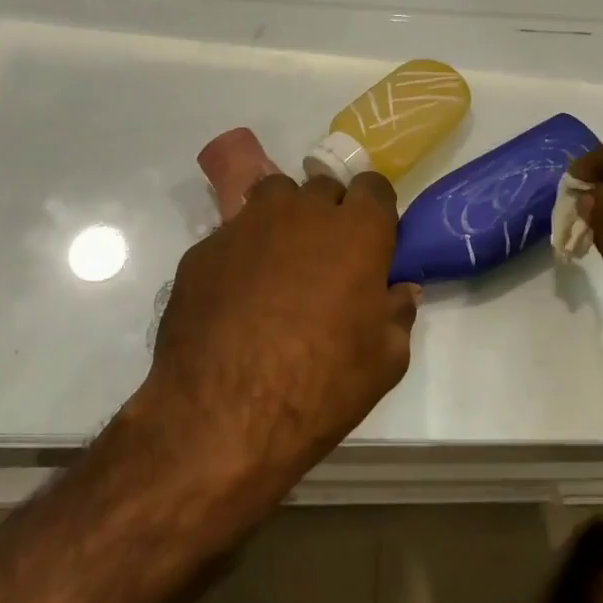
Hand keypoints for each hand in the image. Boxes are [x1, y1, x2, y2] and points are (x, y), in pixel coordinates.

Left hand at [138, 172, 419, 498]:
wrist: (222, 416)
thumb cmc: (320, 387)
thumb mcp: (385, 361)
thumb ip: (397, 313)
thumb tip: (399, 291)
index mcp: (357, 231)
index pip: (373, 186)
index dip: (374, 211)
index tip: (372, 240)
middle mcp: (302, 212)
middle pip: (323, 188)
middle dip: (329, 214)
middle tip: (326, 258)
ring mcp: (247, 225)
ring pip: (273, 197)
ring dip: (285, 219)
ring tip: (280, 264)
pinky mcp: (203, 249)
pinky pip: (232, 234)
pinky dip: (243, 252)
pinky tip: (236, 295)